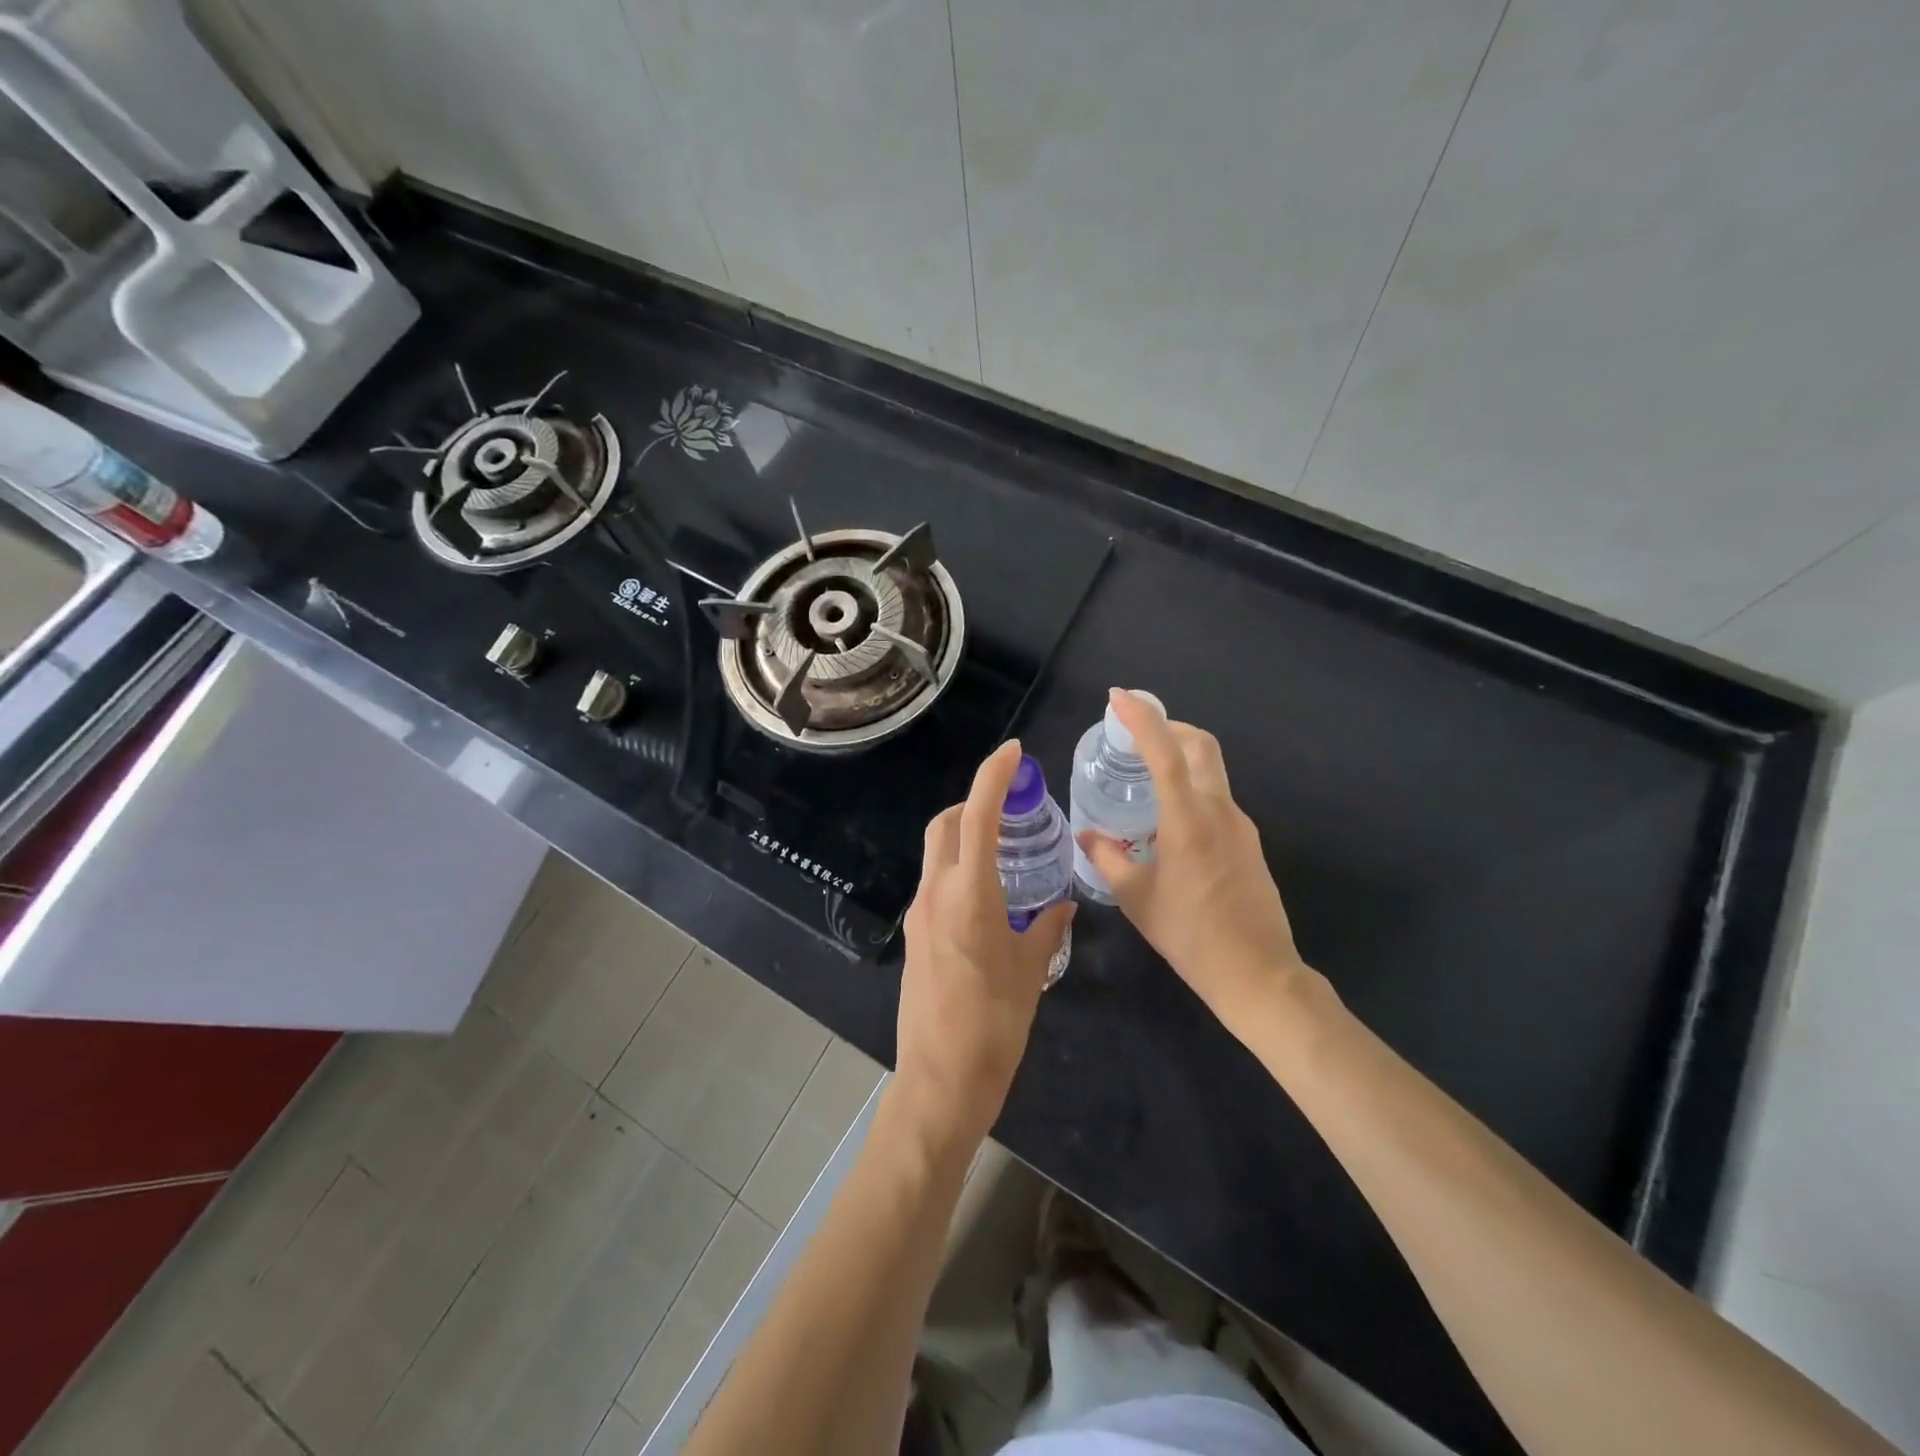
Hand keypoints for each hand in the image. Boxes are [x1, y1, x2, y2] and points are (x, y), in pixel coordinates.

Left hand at [894, 740, 1074, 1147]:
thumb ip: (1048, 928)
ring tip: (1005, 849)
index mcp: (968, 895)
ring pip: (936, 853)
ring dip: (964, 836)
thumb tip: (1063, 905)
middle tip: (1011, 808)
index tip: (1012, 753)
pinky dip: (958, 869)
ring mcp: (920, 914)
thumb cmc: (995, 1026)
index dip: (992, 777)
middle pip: (945, 825)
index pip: (976, 817)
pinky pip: (935, 883)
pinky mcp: (915, 936)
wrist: (941, 1081)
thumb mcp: (1031, 972)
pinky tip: (989, 895)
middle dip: (974, 803)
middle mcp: (936, 894)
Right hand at [1077, 689, 1314, 1031]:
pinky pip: (1217, 800)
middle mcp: (1220, 811)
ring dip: (1180, 759)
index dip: (1141, 717)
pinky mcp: (1249, 843)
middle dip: (1168, 726)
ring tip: (1144, 778)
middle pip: (1201, 745)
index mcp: (1189, 819)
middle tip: (1134, 731)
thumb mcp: (1136, 898)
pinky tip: (1168, 822)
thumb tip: (1088, 837)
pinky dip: (1191, 790)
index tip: (1118, 697)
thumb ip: (1108, 859)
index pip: (1164, 751)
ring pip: (1211, 771)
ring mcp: (1241, 826)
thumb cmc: (1189, 935)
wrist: (1257, 974)